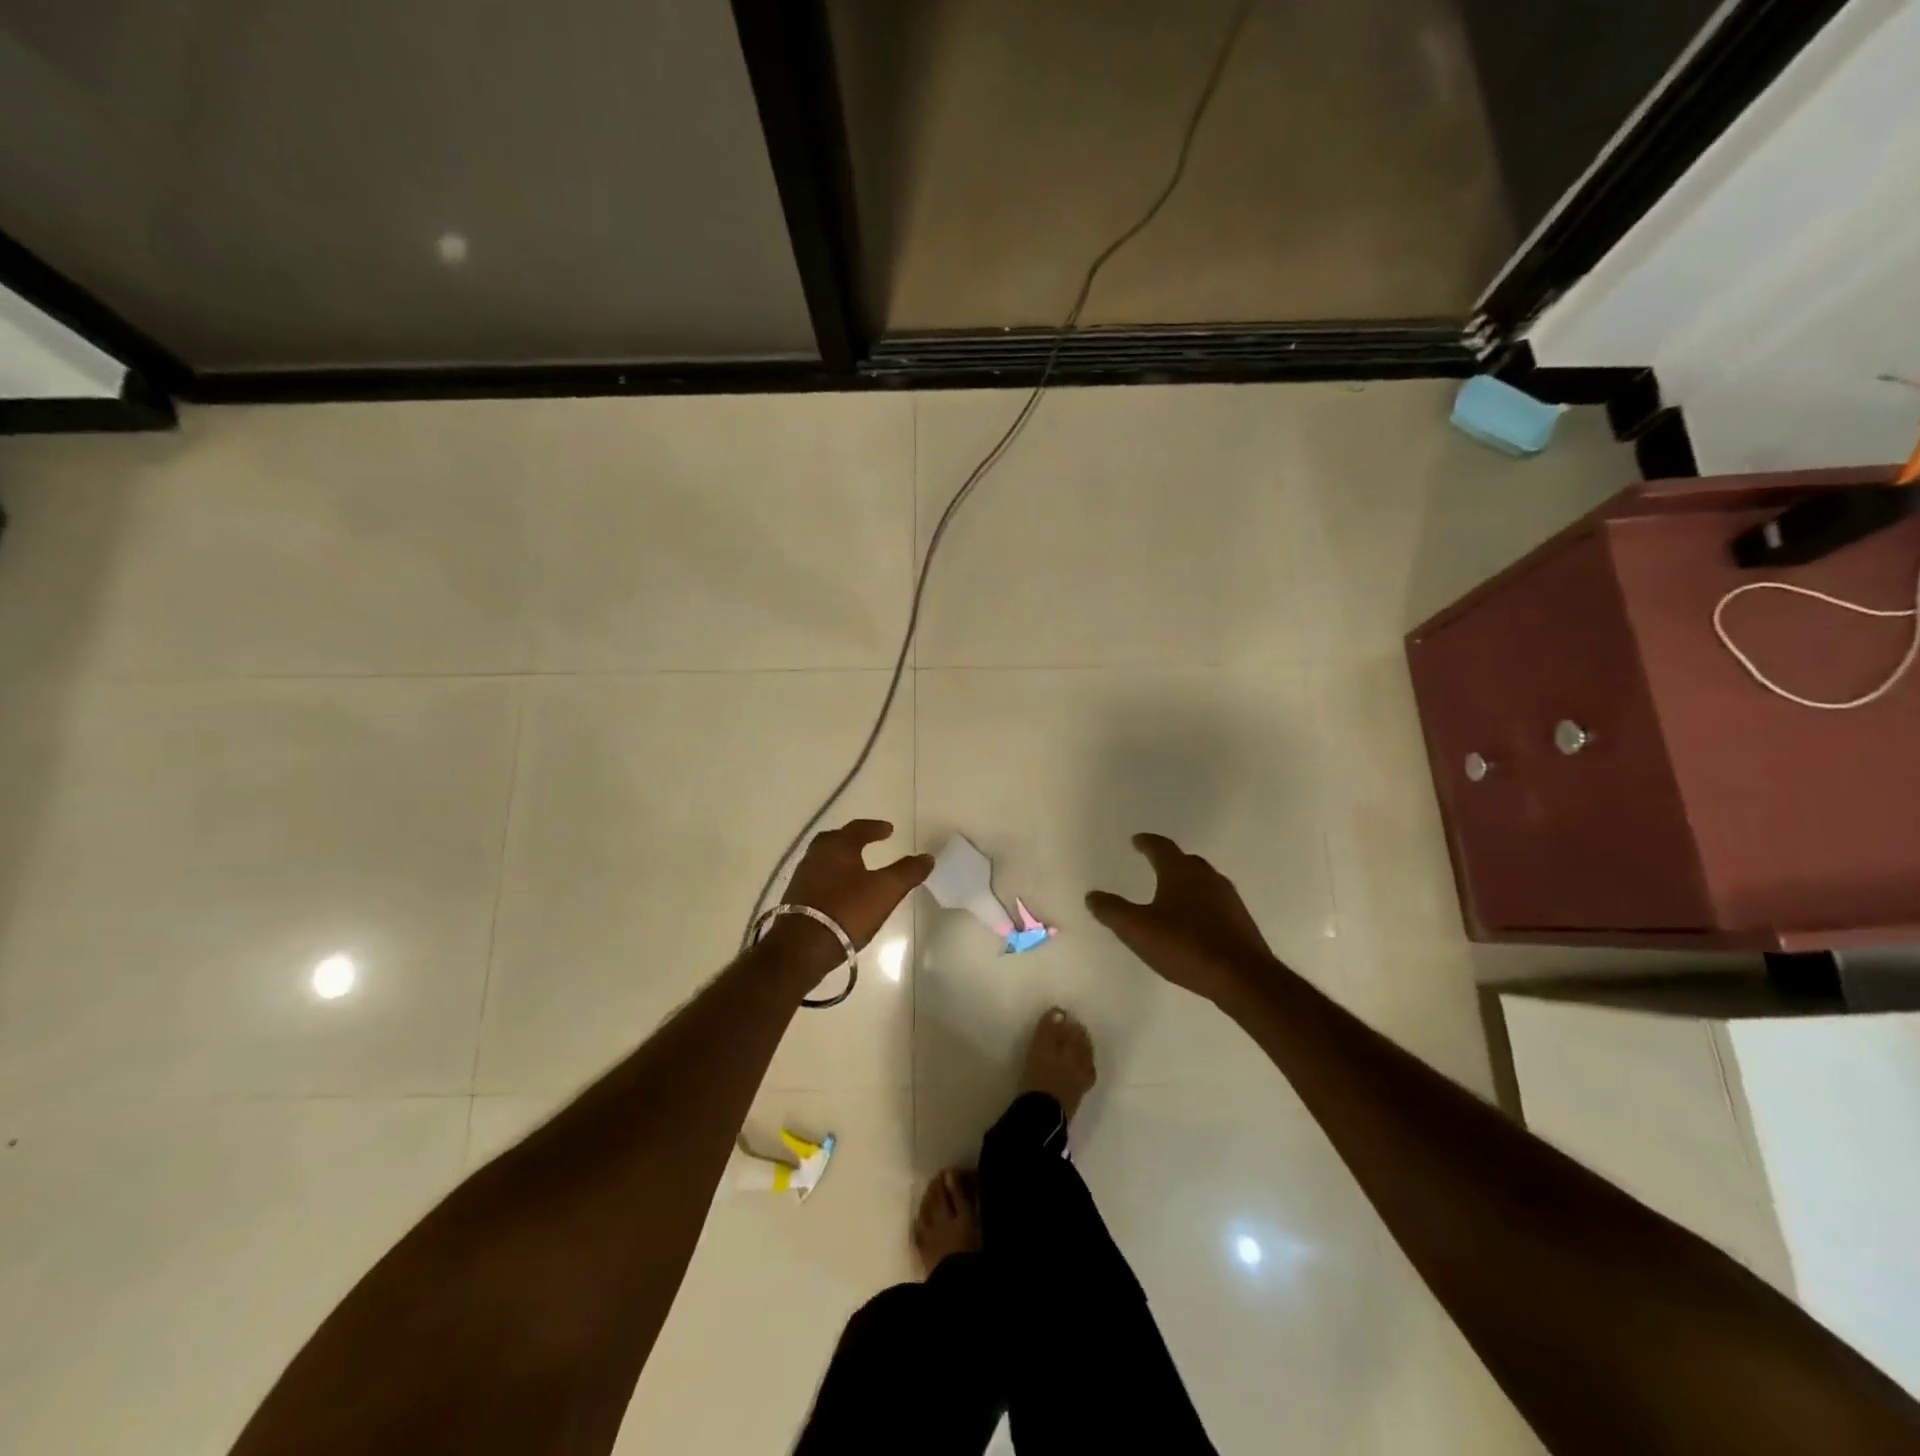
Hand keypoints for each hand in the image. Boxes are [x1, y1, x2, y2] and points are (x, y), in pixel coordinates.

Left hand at [776, 819, 933, 956]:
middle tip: (867, 842)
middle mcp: (816, 856)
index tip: (889, 830)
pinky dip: (831, 879)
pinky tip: (841, 893)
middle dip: (852, 839)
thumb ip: (907, 872)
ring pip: (824, 860)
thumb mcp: (885, 890)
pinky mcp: (795, 900)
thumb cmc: (847, 910)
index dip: (875, 828)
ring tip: (857, 868)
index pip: (858, 828)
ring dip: (840, 860)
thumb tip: (927, 857)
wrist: (802, 947)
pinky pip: (817, 880)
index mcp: (837, 846)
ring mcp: (802, 878)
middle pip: (835, 840)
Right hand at [1086, 833, 1277, 1005]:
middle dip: (1168, 861)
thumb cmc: (1185, 945)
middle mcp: (1207, 877)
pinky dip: (1200, 904)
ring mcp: (1228, 898)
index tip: (1137, 840)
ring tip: (1171, 894)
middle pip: (1185, 861)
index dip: (1146, 842)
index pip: (1161, 847)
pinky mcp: (1240, 920)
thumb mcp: (1138, 930)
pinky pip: (1214, 903)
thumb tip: (1092, 895)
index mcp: (1180, 871)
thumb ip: (1113, 911)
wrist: (1242, 977)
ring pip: (1202, 881)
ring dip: (1186, 883)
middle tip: (1153, 864)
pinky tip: (1193, 922)